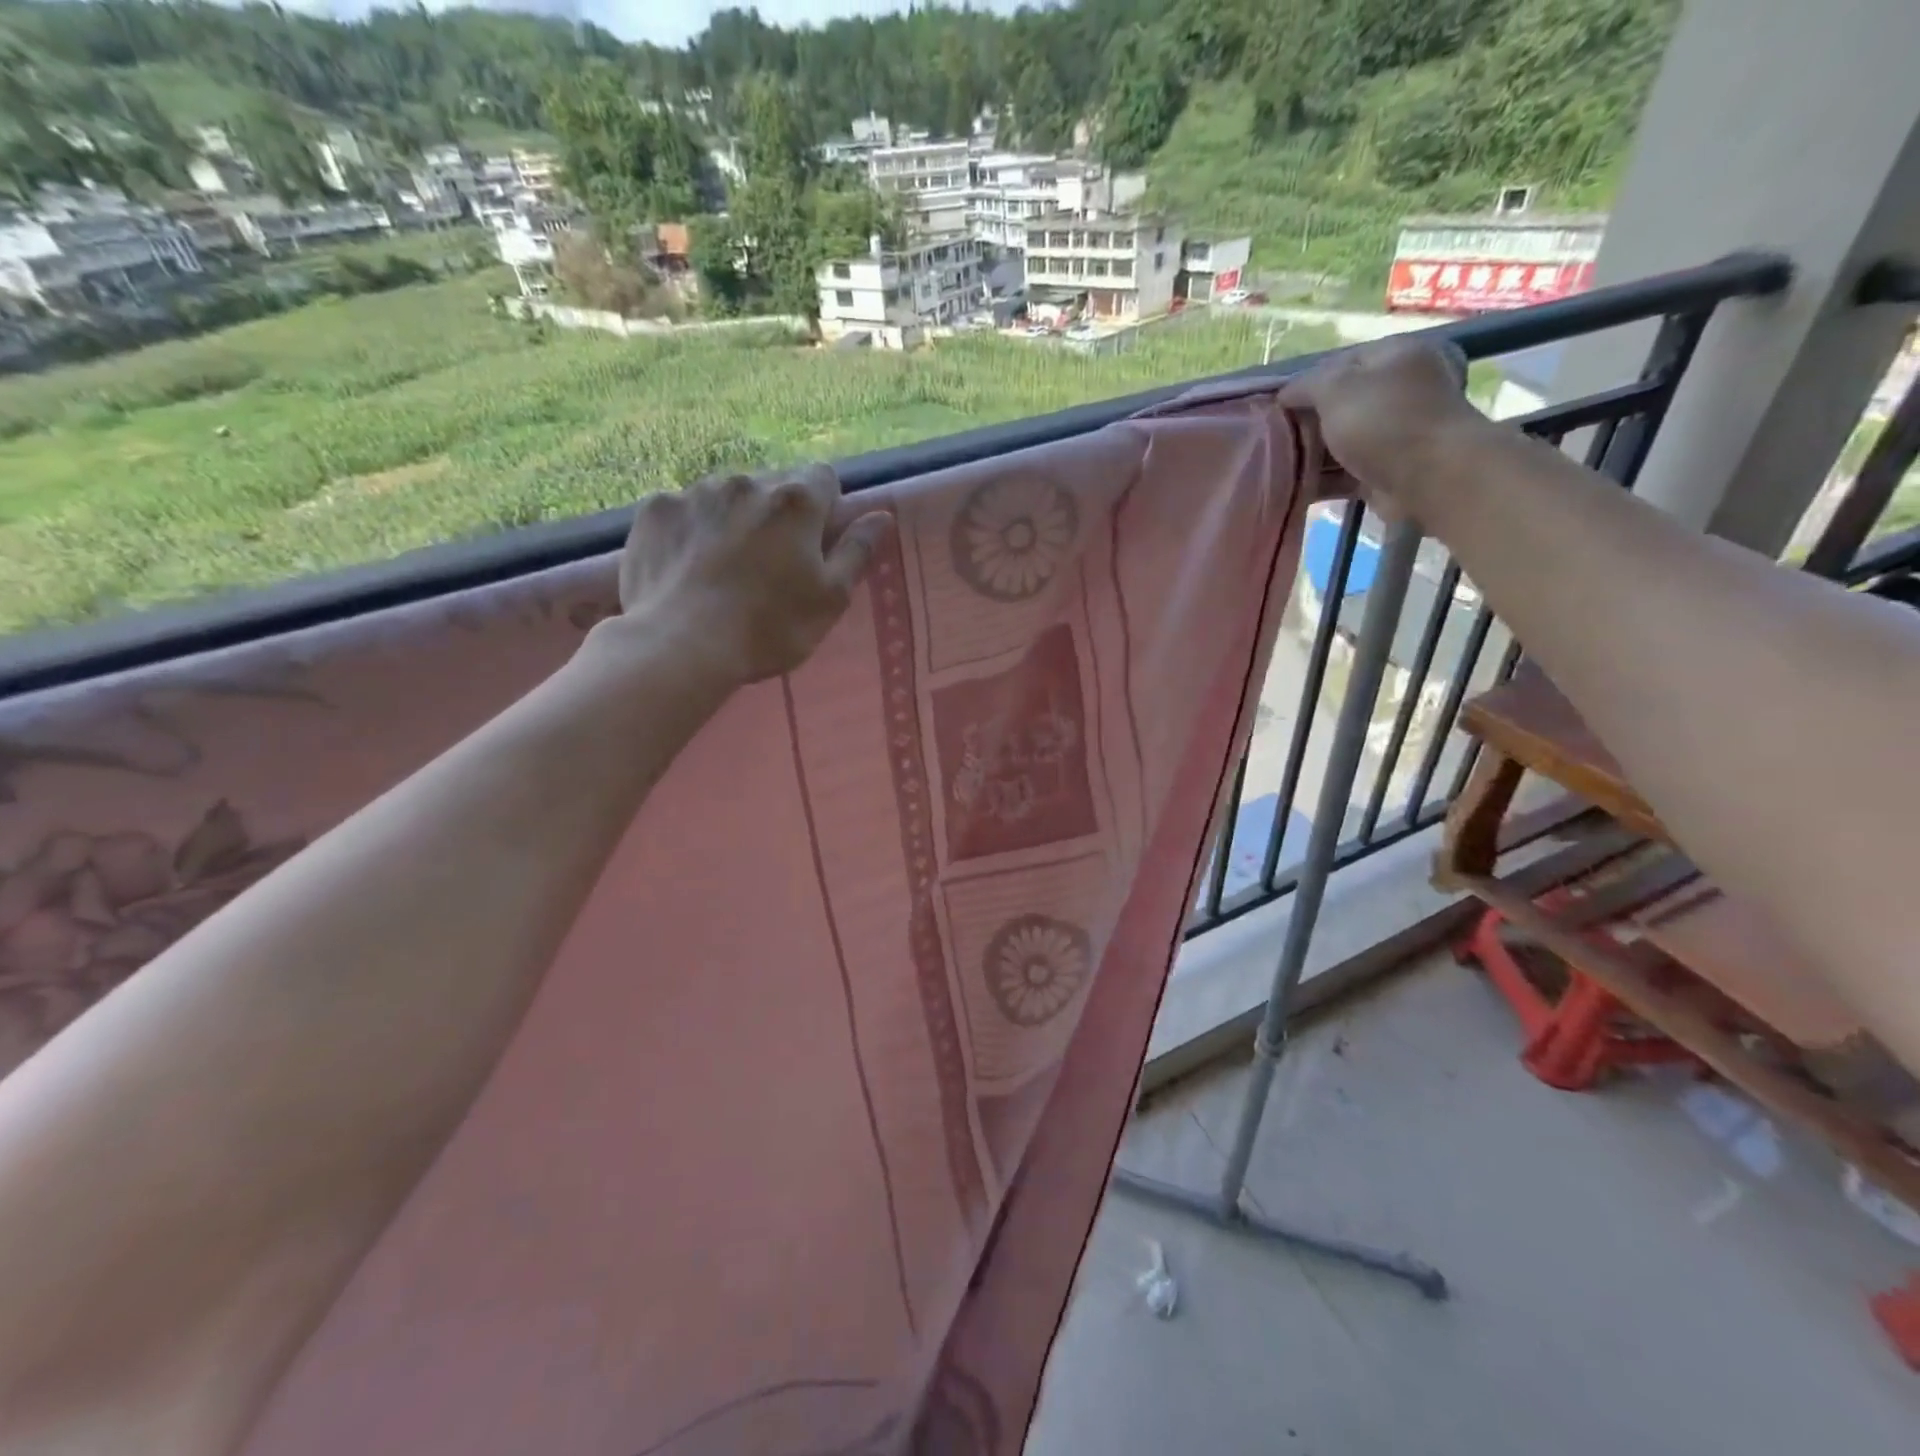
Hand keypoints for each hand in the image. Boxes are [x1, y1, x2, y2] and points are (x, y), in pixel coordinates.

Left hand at [616, 464, 892, 684]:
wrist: (680, 645)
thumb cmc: (769, 627)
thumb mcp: (830, 599)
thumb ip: (857, 551)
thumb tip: (882, 516)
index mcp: (796, 501)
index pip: (824, 478)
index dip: (824, 508)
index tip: (816, 543)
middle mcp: (747, 481)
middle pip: (774, 485)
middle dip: (778, 513)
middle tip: (771, 563)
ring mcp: (695, 491)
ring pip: (727, 494)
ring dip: (735, 518)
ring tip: (725, 568)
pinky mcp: (655, 510)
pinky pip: (684, 509)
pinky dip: (692, 529)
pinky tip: (688, 567)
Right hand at [1278, 338, 1481, 516]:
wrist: (1430, 478)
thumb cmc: (1384, 422)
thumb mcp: (1336, 389)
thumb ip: (1306, 385)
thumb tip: (1285, 393)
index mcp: (1397, 355)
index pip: (1341, 362)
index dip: (1305, 383)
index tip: (1276, 407)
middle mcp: (1402, 389)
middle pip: (1342, 403)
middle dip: (1308, 422)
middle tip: (1275, 438)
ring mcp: (1399, 431)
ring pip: (1343, 440)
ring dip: (1313, 455)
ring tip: (1279, 466)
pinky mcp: (1391, 469)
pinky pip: (1349, 471)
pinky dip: (1325, 479)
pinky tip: (1297, 487)